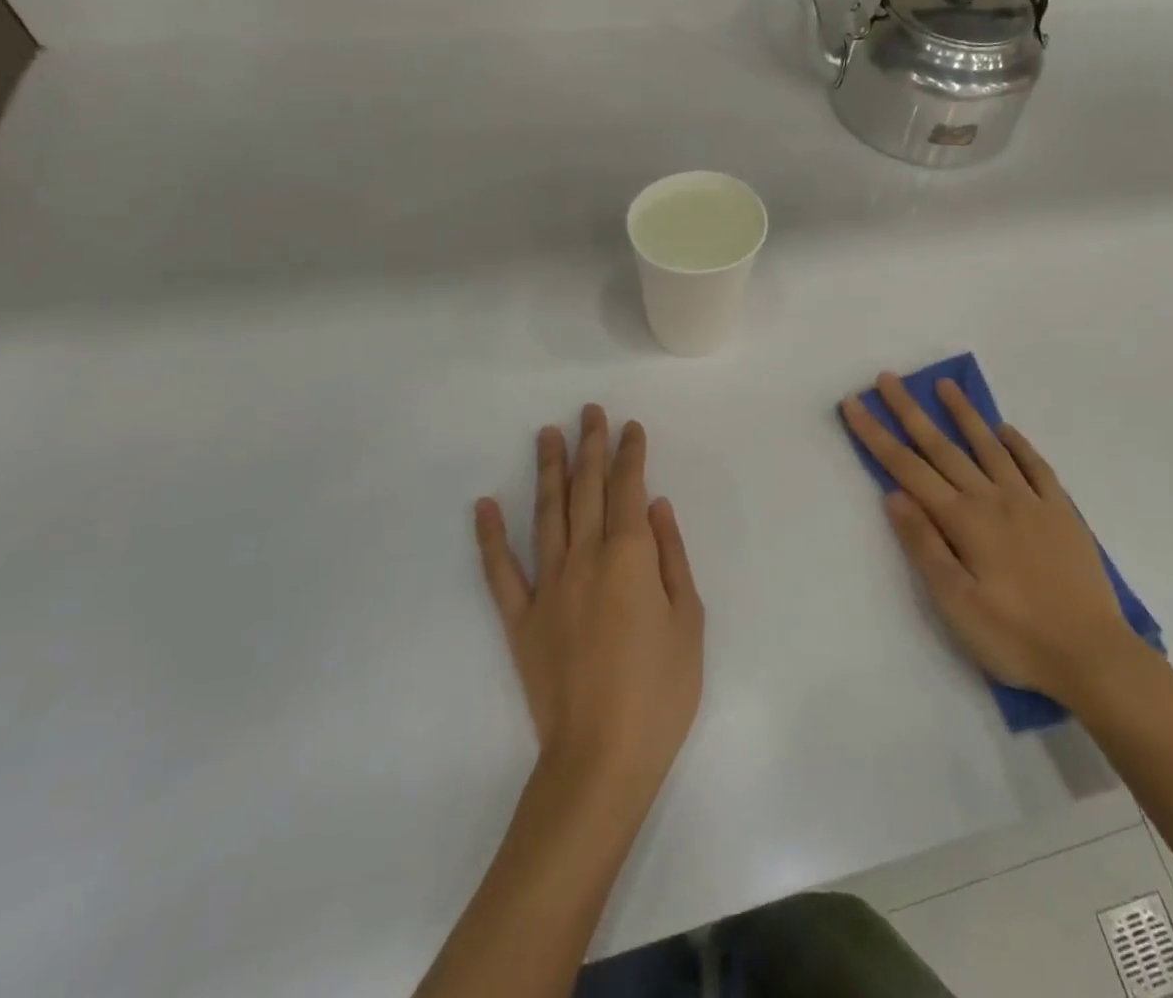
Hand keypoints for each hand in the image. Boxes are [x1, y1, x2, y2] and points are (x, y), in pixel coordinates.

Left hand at [474, 405, 703, 794]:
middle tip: (588, 411)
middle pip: (587, 489)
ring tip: (546, 434)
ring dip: (547, 470)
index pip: (629, 488)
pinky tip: (484, 505)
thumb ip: (671, 556)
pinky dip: (490, 536)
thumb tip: (655, 507)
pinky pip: (500, 570)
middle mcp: (585, 557)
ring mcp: (547, 586)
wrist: (601, 759)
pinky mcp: (520, 619)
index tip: (630, 427)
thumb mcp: (688, 619)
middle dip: (589, 446)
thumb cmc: (660, 690)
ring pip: (546, 514)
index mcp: (629, 556)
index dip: (630, 453)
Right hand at [841, 374, 1143, 705]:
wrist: (1093, 656)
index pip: (908, 468)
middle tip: (888, 379)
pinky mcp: (1061, 513)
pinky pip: (1036, 466)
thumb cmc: (1014, 637)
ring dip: (963, 414)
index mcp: (963, 520)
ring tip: (944, 385)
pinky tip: (1005, 430)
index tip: (854, 404)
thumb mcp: (955, 602)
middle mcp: (993, 498)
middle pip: (942, 447)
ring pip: (989, 446)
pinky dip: (1018, 444)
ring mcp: (1030, 501)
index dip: (877, 435)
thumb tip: (893, 494)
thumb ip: (924, 544)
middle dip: (910, 411)